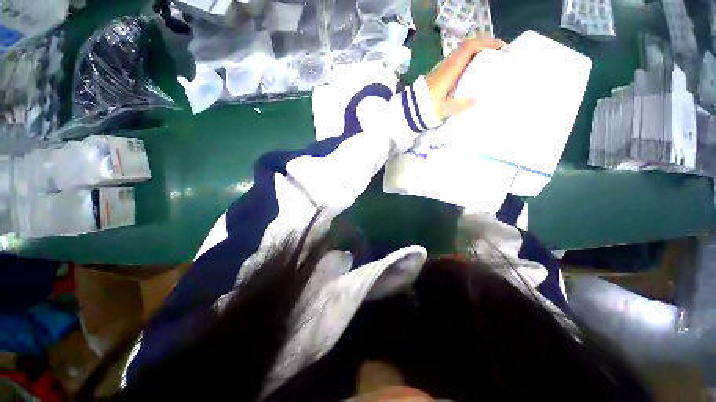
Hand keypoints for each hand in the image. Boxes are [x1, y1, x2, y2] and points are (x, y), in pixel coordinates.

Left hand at [425, 37, 504, 121]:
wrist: (407, 111)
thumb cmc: (425, 109)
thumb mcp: (444, 110)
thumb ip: (460, 105)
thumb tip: (478, 99)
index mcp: (449, 70)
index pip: (469, 47)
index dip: (486, 43)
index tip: (501, 47)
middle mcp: (445, 65)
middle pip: (466, 47)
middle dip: (483, 46)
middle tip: (497, 54)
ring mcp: (440, 69)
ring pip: (460, 54)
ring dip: (474, 53)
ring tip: (487, 62)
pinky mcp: (437, 75)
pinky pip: (455, 62)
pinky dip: (466, 61)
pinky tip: (471, 71)